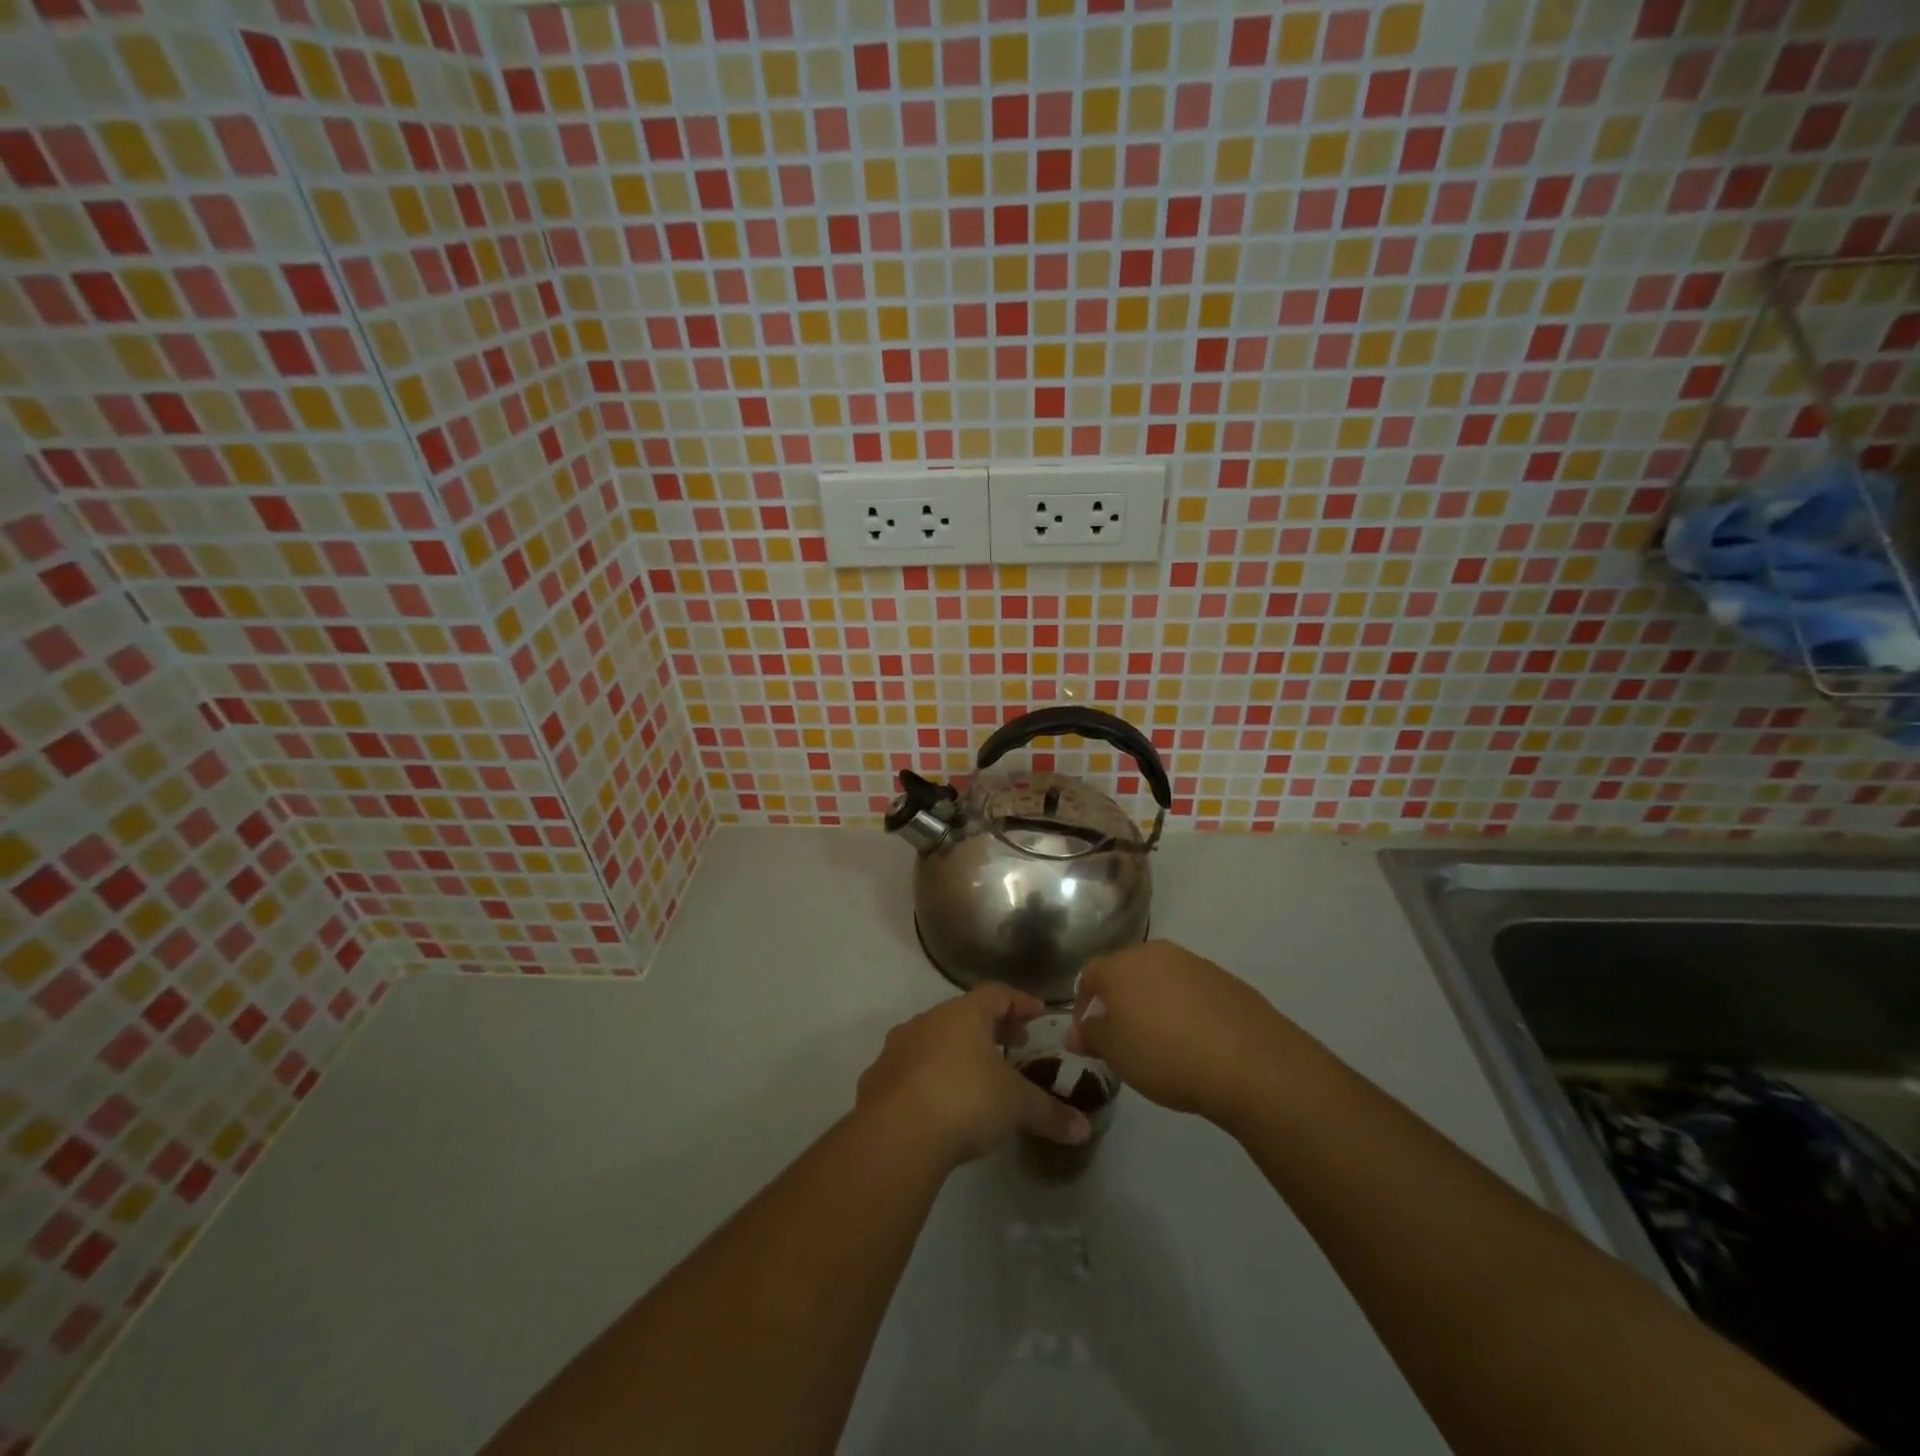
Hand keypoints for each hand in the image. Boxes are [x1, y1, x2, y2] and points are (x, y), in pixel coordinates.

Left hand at [856, 985, 1091, 1166]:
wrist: (896, 1134)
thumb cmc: (966, 1101)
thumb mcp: (1017, 1107)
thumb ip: (1050, 1114)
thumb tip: (1084, 1128)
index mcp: (964, 1014)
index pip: (998, 994)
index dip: (1021, 1001)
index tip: (1039, 1012)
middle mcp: (928, 1020)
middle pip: (964, 1014)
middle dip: (991, 1027)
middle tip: (1013, 1043)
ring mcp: (898, 1048)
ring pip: (934, 1039)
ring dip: (956, 1051)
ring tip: (976, 1074)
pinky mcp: (876, 1078)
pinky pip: (909, 1069)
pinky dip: (928, 1077)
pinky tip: (938, 1102)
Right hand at [1068, 941, 1293, 1125]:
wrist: (1248, 1061)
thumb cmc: (1165, 1056)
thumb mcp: (1117, 1055)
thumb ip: (1092, 1037)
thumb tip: (1077, 1032)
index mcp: (1120, 966)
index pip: (1089, 975)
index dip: (1083, 1004)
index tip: (1089, 1035)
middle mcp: (1154, 953)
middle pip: (1126, 971)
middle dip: (1120, 1001)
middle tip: (1123, 1037)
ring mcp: (1192, 962)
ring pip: (1160, 978)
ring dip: (1153, 1002)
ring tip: (1161, 1040)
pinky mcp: (1223, 977)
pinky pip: (1191, 989)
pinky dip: (1185, 1007)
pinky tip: (1195, 1039)